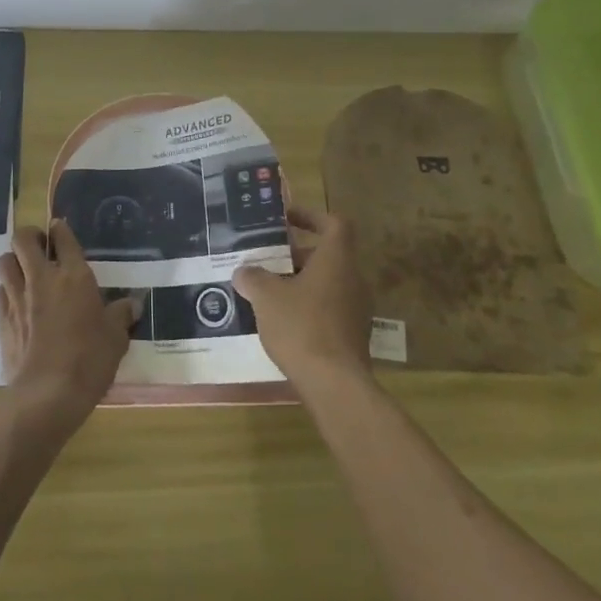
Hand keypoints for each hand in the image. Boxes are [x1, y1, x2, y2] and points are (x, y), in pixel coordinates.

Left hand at [0, 221, 133, 437]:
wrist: (48, 393)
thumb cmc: (89, 360)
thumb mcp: (116, 338)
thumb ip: (121, 316)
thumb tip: (132, 304)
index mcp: (74, 276)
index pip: (63, 238)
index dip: (60, 229)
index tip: (59, 228)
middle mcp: (42, 279)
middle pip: (23, 239)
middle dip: (29, 236)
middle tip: (39, 246)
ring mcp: (18, 298)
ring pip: (5, 262)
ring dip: (14, 261)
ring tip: (24, 271)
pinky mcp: (2, 320)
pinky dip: (6, 290)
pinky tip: (17, 303)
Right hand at [233, 207, 375, 395]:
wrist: (334, 384)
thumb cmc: (301, 326)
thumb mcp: (266, 297)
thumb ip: (253, 278)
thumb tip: (244, 271)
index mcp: (337, 260)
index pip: (334, 223)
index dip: (311, 216)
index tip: (286, 219)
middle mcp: (353, 279)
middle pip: (327, 255)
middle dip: (296, 254)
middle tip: (267, 259)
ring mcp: (356, 309)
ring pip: (327, 283)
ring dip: (299, 282)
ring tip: (267, 291)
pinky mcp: (352, 335)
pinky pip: (328, 309)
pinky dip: (307, 307)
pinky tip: (281, 322)